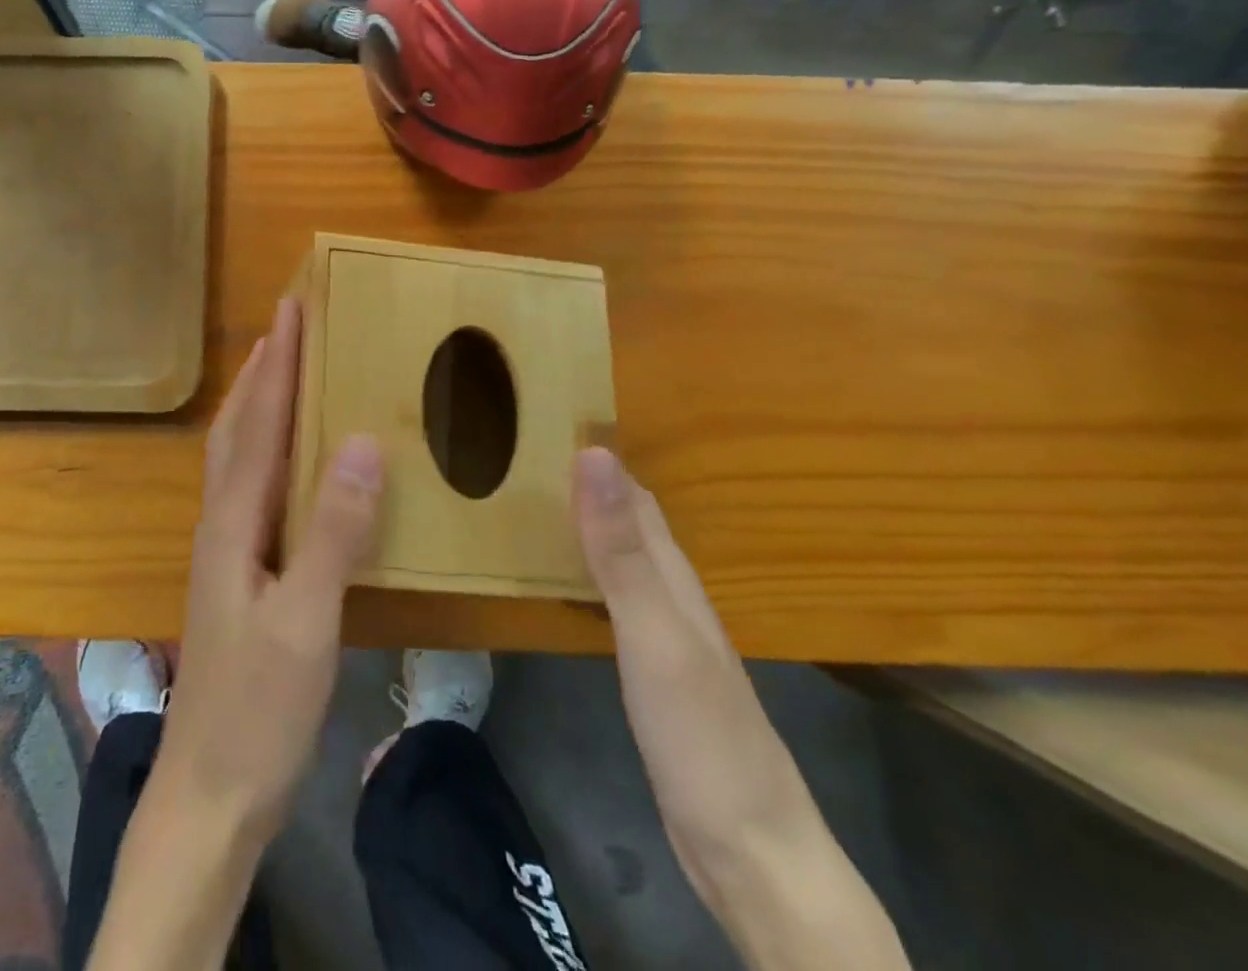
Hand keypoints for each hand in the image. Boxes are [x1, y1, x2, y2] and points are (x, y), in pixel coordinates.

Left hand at [155, 296, 385, 844]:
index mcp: (233, 523)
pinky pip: (249, 488)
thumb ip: (333, 531)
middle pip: (235, 430)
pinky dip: (265, 451)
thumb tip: (359, 441)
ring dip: (256, 406)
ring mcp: (224, 551)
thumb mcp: (306, 621)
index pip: (258, 424)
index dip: (275, 364)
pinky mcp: (236, 575)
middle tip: (284, 327)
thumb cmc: (258, 709)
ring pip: (236, 457)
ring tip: (280, 373)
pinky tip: (287, 462)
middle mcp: (221, 524)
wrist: (209, 793)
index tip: (289, 309)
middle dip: (259, 373)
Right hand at [572, 449, 910, 970]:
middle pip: (632, 523)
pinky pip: (616, 600)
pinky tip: (568, 581)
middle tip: (525, 459)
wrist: (749, 850)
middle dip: (589, 485)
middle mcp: (674, 596)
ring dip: (587, 526)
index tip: (547, 424)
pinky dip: (589, 573)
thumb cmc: (700, 733)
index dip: (599, 459)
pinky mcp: (655, 673)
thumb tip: (595, 454)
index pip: (635, 497)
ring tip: (534, 506)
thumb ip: (621, 548)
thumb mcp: (653, 633)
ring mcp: (667, 637)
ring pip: (624, 560)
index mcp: (674, 578)